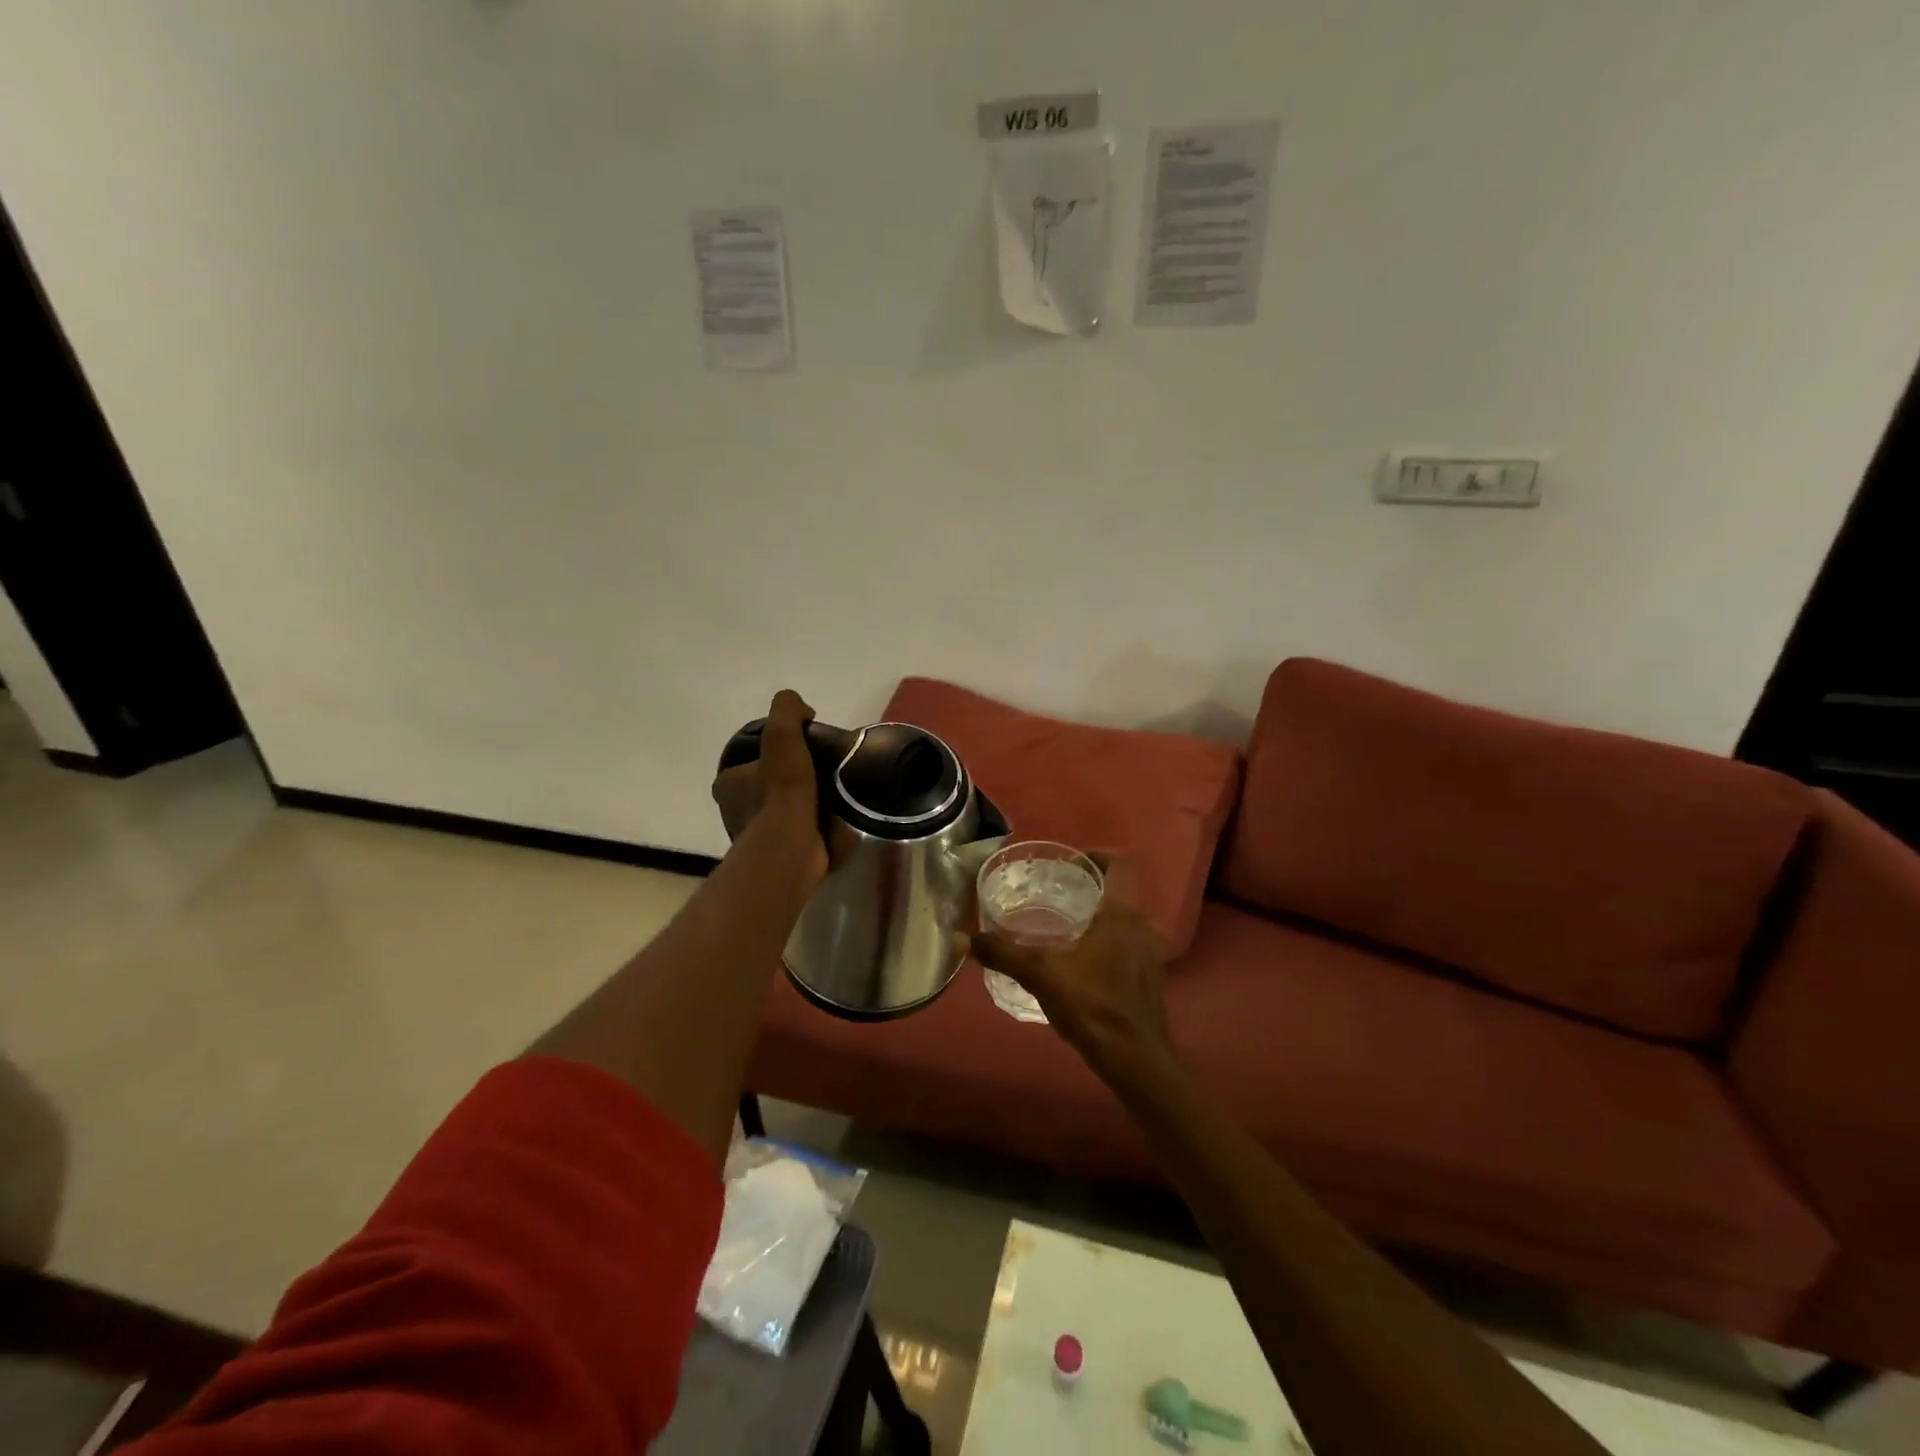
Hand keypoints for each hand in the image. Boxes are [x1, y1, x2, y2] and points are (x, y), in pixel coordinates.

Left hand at [712, 690, 827, 886]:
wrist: (793, 848)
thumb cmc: (782, 790)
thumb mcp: (782, 734)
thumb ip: (787, 710)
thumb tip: (802, 708)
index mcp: (727, 783)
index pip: (749, 759)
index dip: (774, 751)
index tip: (801, 748)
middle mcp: (734, 811)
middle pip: (768, 785)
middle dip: (792, 778)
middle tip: (821, 769)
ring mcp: (757, 836)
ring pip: (784, 810)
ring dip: (805, 803)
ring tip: (834, 792)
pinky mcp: (780, 855)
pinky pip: (799, 832)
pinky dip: (815, 825)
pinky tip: (834, 817)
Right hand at [969, 854, 1174, 1079]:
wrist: (1136, 1061)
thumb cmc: (1093, 1005)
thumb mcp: (1040, 974)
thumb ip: (1002, 952)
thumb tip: (960, 937)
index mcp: (1122, 913)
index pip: (1121, 863)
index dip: (1098, 855)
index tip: (1071, 863)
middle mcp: (1143, 926)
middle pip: (1121, 891)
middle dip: (1091, 888)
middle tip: (1057, 893)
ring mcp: (1151, 954)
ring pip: (1126, 921)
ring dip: (1100, 917)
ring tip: (1064, 927)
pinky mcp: (1150, 980)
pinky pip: (1129, 946)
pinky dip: (1108, 944)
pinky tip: (1081, 964)